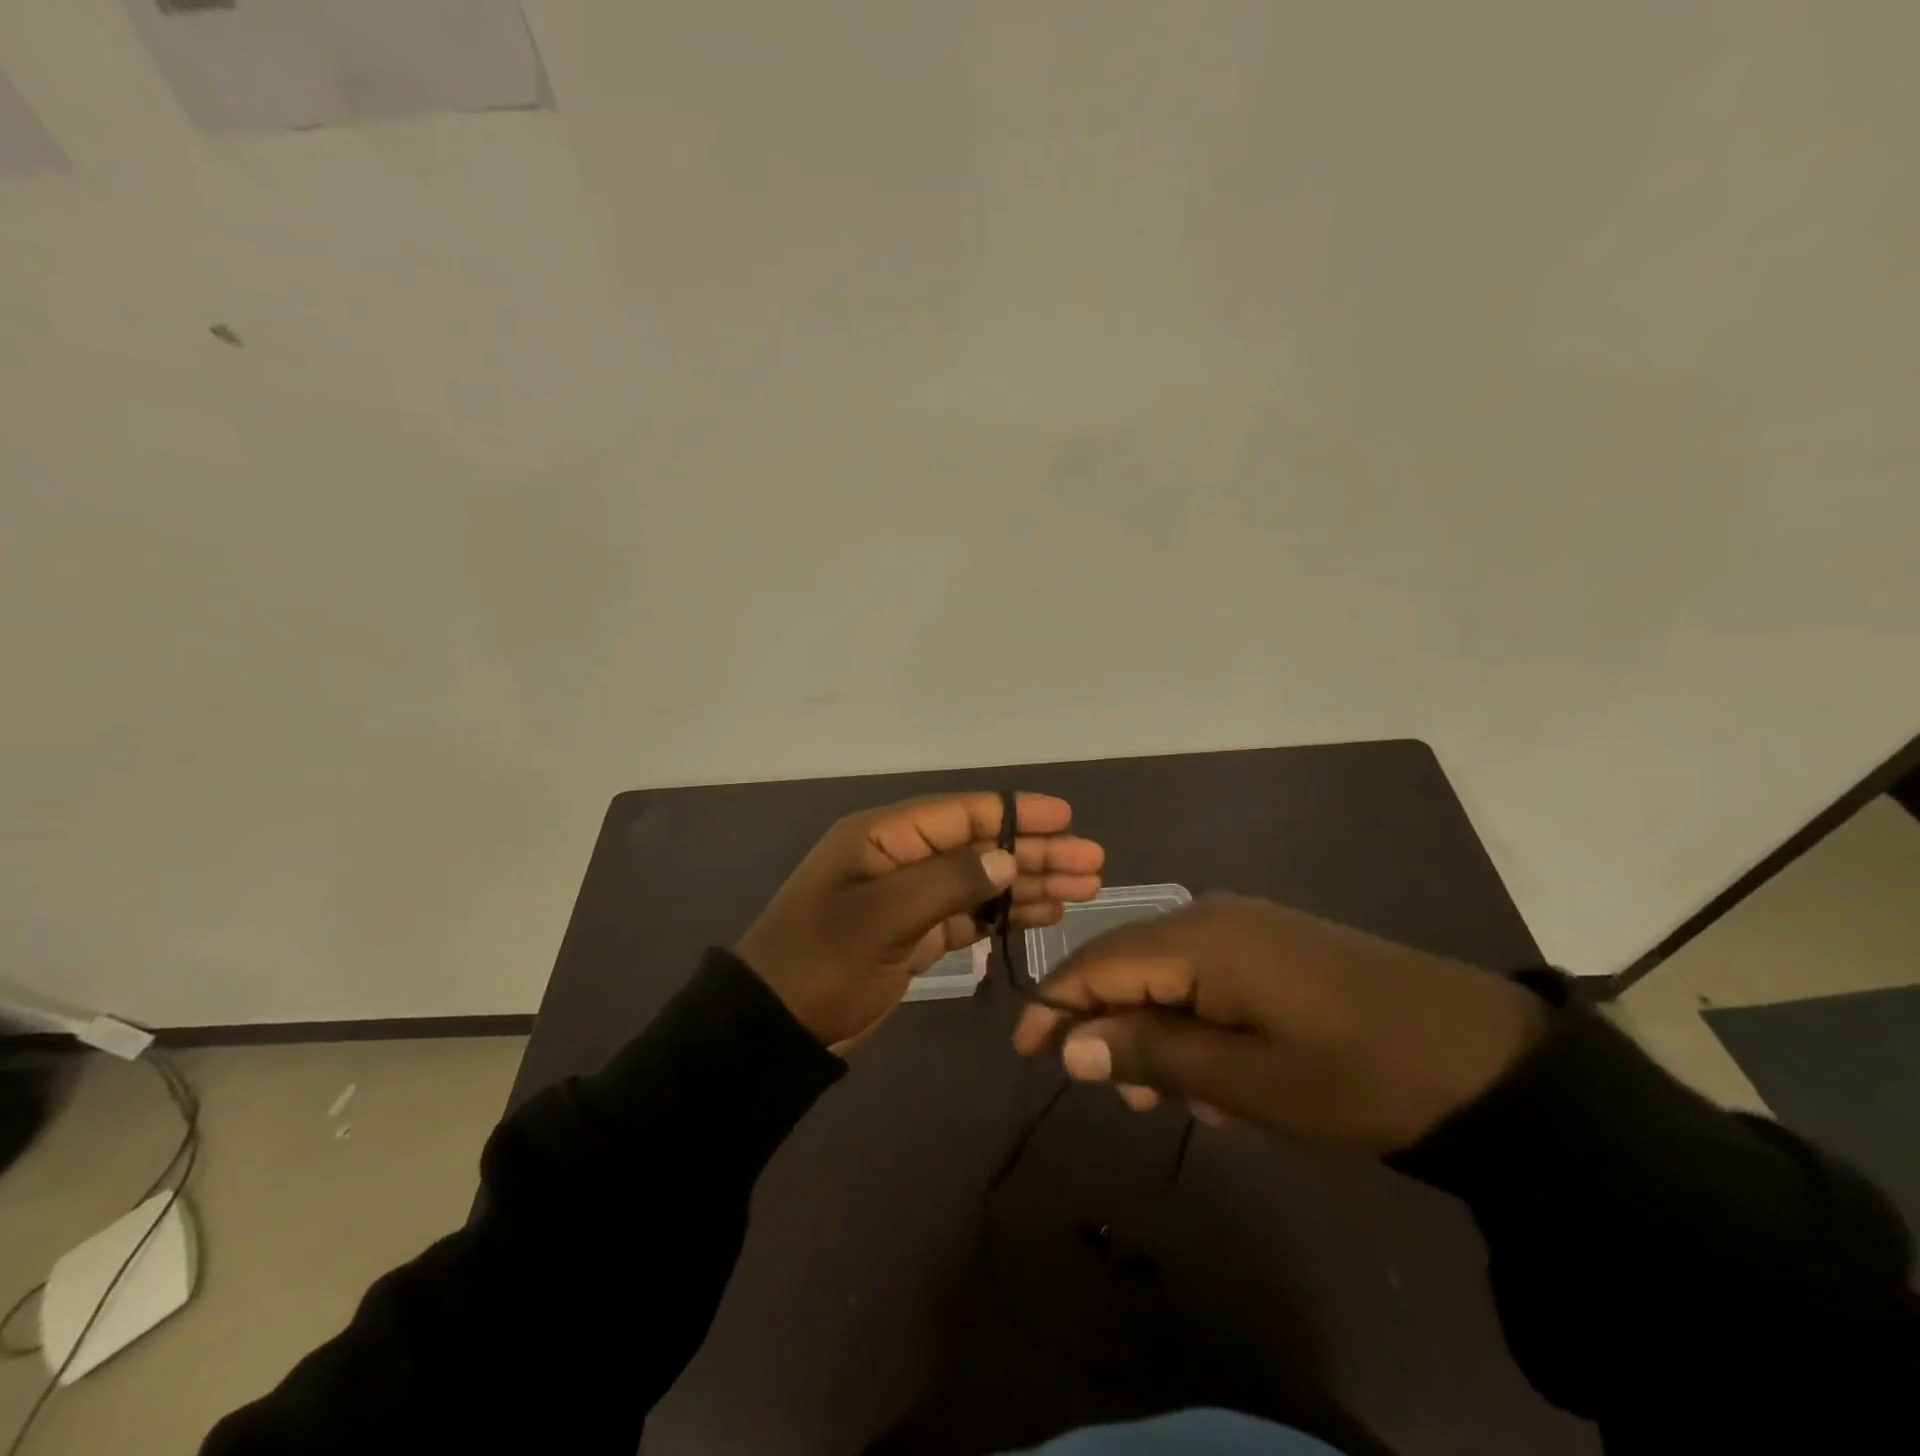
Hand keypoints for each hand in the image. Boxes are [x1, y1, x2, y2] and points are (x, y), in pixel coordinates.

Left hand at [738, 792, 1104, 1049]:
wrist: (774, 1030)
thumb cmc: (822, 963)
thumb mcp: (882, 917)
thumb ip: (948, 882)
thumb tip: (1008, 858)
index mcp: (884, 837)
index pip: (961, 813)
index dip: (1015, 812)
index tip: (1065, 817)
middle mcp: (901, 858)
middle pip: (980, 846)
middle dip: (1035, 852)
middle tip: (1092, 862)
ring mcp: (909, 897)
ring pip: (981, 881)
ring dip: (1029, 883)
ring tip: (1084, 888)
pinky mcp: (915, 934)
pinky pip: (970, 915)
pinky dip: (1006, 913)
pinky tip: (1045, 914)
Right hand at [1011, 895, 1546, 1152]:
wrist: (1484, 1059)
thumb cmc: (1357, 1074)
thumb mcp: (1247, 1080)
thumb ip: (1150, 1053)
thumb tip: (1070, 1045)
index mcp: (1198, 939)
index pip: (1096, 963)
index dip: (1055, 1005)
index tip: (1026, 1052)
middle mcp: (1211, 915)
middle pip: (1126, 963)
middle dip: (1107, 1024)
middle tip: (1112, 1092)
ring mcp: (1245, 925)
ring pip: (1165, 974)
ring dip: (1155, 1031)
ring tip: (1173, 1097)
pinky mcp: (1272, 944)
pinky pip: (1205, 975)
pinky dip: (1193, 1021)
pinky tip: (1218, 1073)